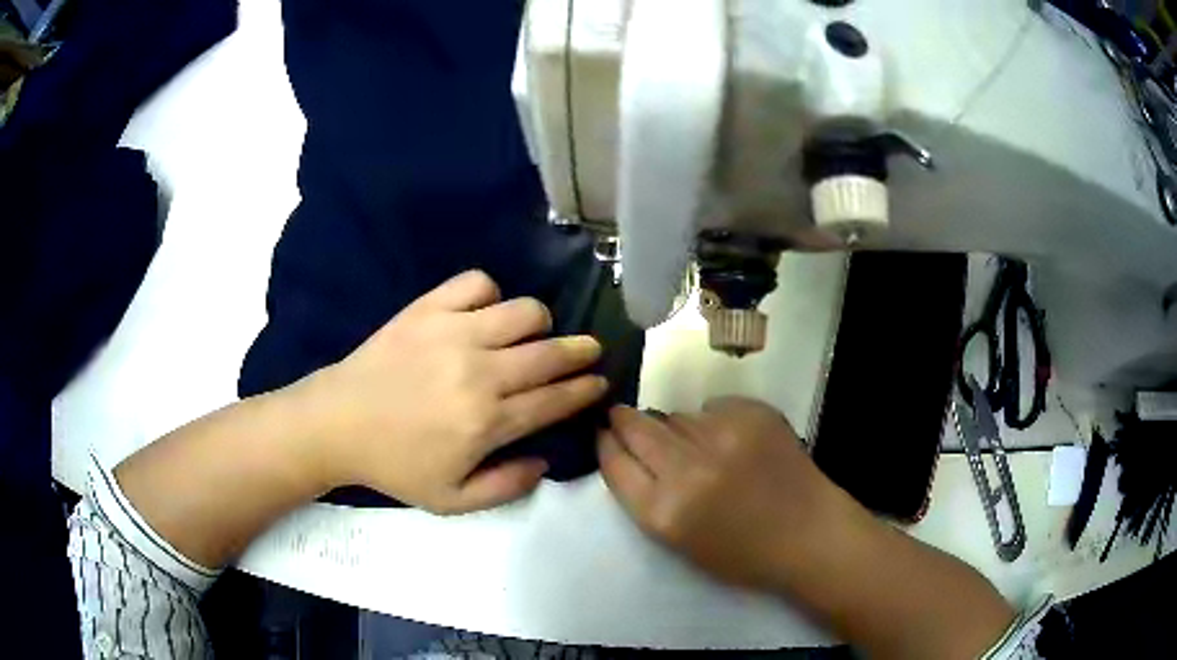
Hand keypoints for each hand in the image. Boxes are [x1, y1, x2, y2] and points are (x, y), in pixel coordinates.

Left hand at [297, 270, 607, 513]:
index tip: (600, 382)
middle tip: (589, 352)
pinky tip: (484, 313)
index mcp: (487, 422)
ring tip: (533, 334)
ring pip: (524, 311)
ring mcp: (453, 333)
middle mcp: (480, 372)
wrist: (338, 423)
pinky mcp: (428, 308)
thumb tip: (545, 460)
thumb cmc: (395, 464)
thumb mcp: (453, 500)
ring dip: (539, 323)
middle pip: (550, 355)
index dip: (585, 390)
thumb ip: (507, 487)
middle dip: (581, 353)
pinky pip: (477, 284)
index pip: (555, 400)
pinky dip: (489, 294)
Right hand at [599, 398, 868, 591]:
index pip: (614, 463)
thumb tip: (630, 450)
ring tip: (697, 445)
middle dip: (624, 420)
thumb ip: (647, 496)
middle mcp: (688, 469)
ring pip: (677, 415)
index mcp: (664, 512)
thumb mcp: (679, 541)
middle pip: (636, 427)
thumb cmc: (742, 553)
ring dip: (677, 427)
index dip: (605, 444)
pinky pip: (714, 407)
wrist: (808, 534)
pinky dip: (715, 420)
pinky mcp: (753, 414)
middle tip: (622, 416)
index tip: (604, 433)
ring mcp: (723, 435)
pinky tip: (731, 440)